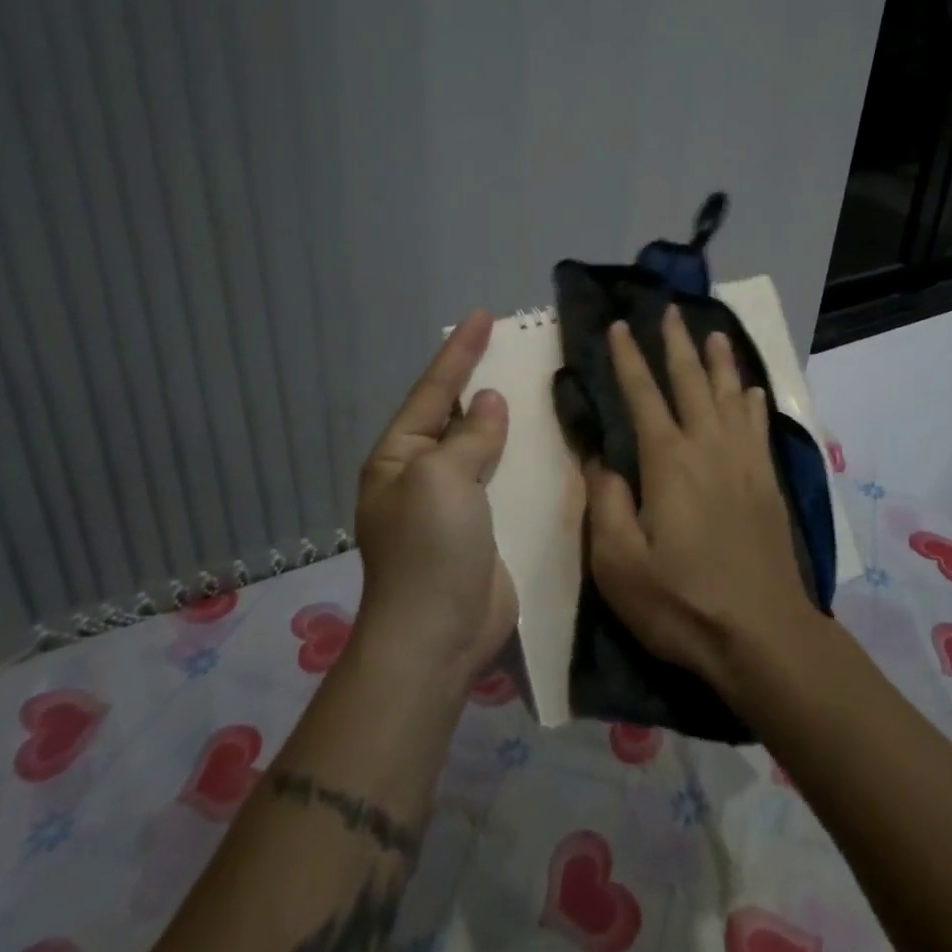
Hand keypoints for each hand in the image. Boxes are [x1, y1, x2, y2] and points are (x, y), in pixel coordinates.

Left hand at [352, 310, 517, 690]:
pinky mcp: (486, 525)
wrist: (437, 637)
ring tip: (538, 381)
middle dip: (484, 379)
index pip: (434, 389)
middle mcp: (423, 473)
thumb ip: (469, 435)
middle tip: (515, 343)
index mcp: (400, 456)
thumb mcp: (441, 478)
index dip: (459, 351)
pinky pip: (506, 478)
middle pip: (459, 413)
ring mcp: (455, 501)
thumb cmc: (429, 549)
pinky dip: (525, 456)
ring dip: (509, 418)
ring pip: (486, 444)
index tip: (483, 315)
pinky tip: (551, 438)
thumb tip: (489, 402)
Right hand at [583, 307, 821, 696]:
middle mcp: (708, 447)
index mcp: (668, 461)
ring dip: (720, 361)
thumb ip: (604, 502)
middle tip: (671, 310)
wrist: (762, 635)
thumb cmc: (682, 602)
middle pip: (691, 381)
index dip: (628, 358)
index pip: (642, 395)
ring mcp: (744, 462)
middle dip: (677, 343)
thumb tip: (598, 458)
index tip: (619, 326)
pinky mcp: (767, 482)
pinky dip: (753, 401)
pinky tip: (752, 391)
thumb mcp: (618, 563)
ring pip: (731, 395)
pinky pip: (759, 426)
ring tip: (715, 332)